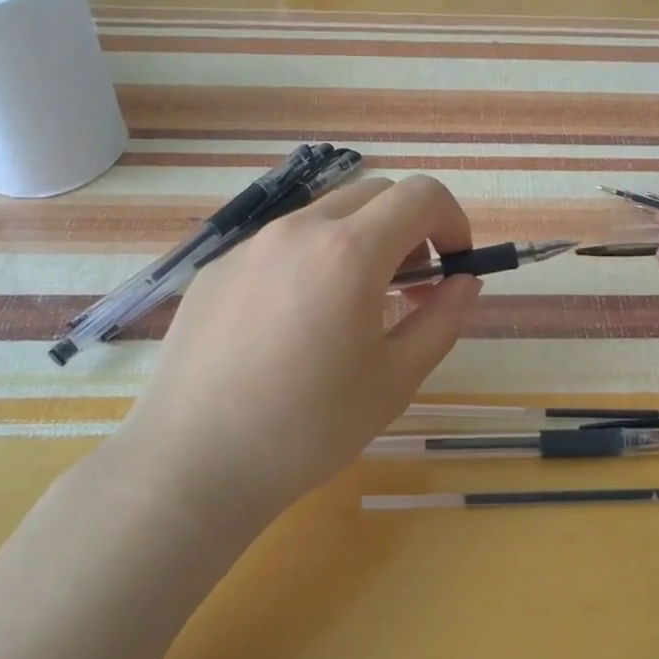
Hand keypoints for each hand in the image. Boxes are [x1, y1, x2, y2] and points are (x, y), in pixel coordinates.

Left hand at [118, 176, 482, 530]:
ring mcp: (250, 244)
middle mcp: (298, 229)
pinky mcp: (216, 267)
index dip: (452, 221)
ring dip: (359, 240)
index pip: (421, 195)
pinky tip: (294, 323)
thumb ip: (442, 320)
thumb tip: (465, 282)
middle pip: (375, 194)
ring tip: (352, 305)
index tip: (453, 264)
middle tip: (410, 286)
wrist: (192, 464)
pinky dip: (311, 258)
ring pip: (325, 214)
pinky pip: (281, 242)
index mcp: (349, 252)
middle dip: (408, 228)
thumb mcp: (395, 380)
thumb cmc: (308, 428)